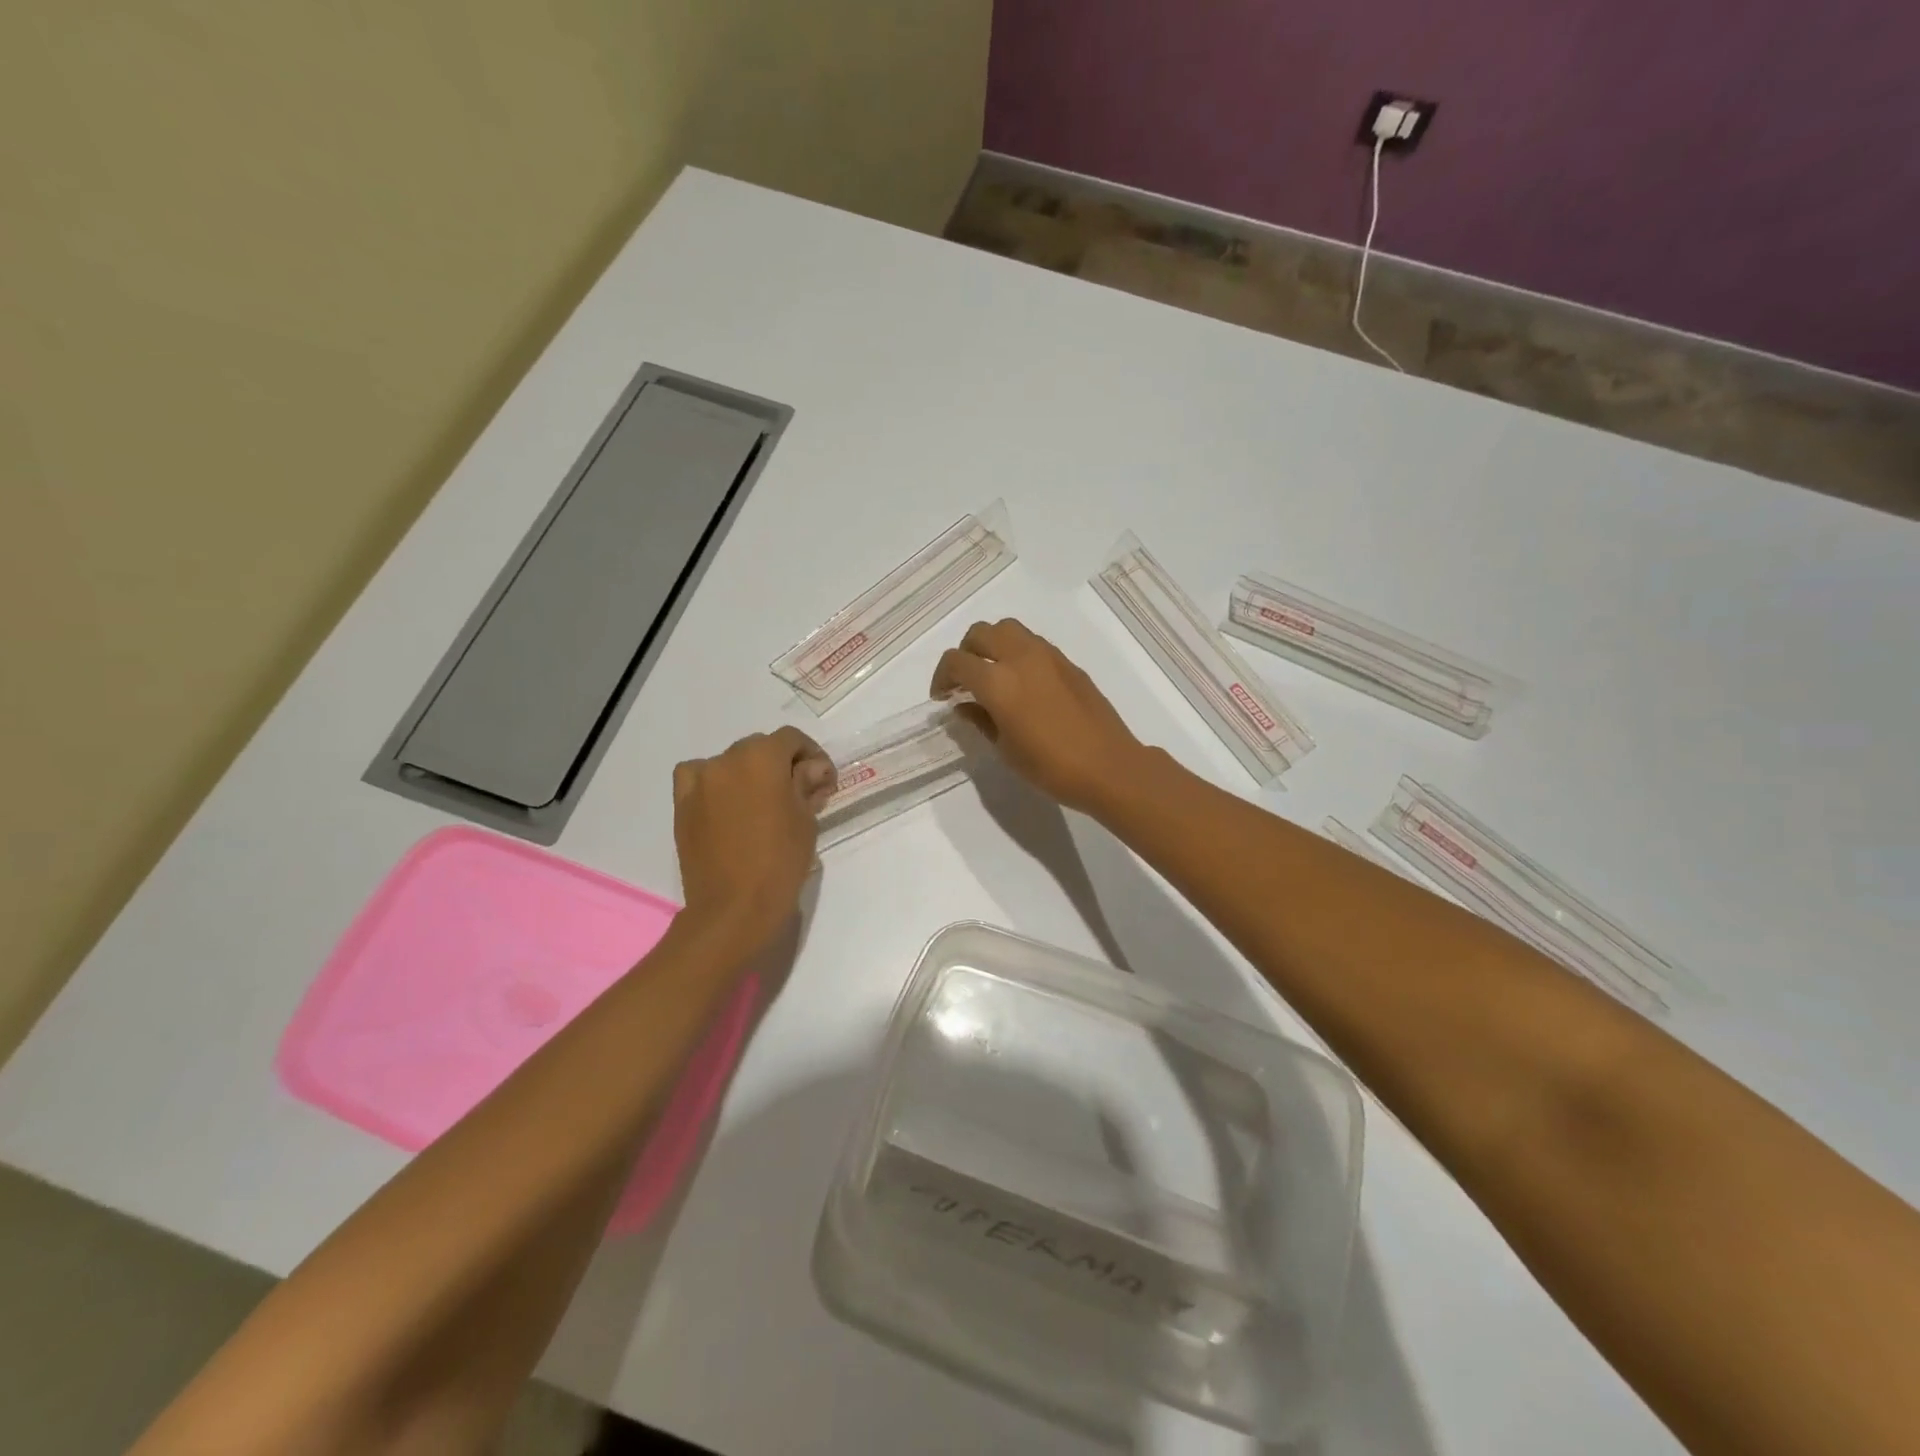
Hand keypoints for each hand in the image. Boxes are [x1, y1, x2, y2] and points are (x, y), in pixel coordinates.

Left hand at [673, 727, 833, 949]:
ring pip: (730, 762)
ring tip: (763, 802)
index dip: (812, 754)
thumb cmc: (781, 860)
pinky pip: (700, 779)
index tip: (823, 780)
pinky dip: (715, 782)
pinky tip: (727, 802)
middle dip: (782, 764)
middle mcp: (726, 759)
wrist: (734, 907)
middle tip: (799, 793)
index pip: (791, 739)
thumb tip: (811, 768)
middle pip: (760, 748)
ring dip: (749, 773)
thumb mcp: (806, 819)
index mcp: (762, 757)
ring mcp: (700, 781)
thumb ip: (806, 784)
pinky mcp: (682, 805)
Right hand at [931, 619, 1150, 815]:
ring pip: (1008, 629)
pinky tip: (1021, 683)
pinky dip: (1016, 652)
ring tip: (992, 675)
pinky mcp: (1067, 662)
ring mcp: (1047, 655)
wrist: (1108, 766)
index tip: (942, 697)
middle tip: (964, 682)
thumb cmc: (1050, 767)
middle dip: (965, 653)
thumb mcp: (1005, 749)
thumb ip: (980, 720)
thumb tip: (965, 705)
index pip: (956, 662)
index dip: (941, 677)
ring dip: (991, 645)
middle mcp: (1020, 657)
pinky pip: (1032, 643)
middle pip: (980, 633)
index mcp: (998, 681)